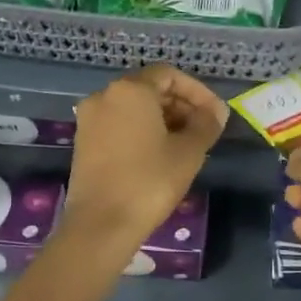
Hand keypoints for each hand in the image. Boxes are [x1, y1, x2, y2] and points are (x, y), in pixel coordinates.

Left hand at [63, 64, 227, 252]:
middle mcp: (105, 96)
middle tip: (204, 130)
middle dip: (181, 105)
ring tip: (187, 145)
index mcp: (130, 90)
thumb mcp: (189, 152)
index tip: (216, 115)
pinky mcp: (83, 143)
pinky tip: (160, 155)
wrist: (101, 225)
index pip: (170, 75)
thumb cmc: (150, 182)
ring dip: (163, 120)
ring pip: (134, 108)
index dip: (198, 92)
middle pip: (150, 89)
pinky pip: (119, 125)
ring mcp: (89, 120)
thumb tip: (216, 112)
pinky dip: (142, 131)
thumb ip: (206, 124)